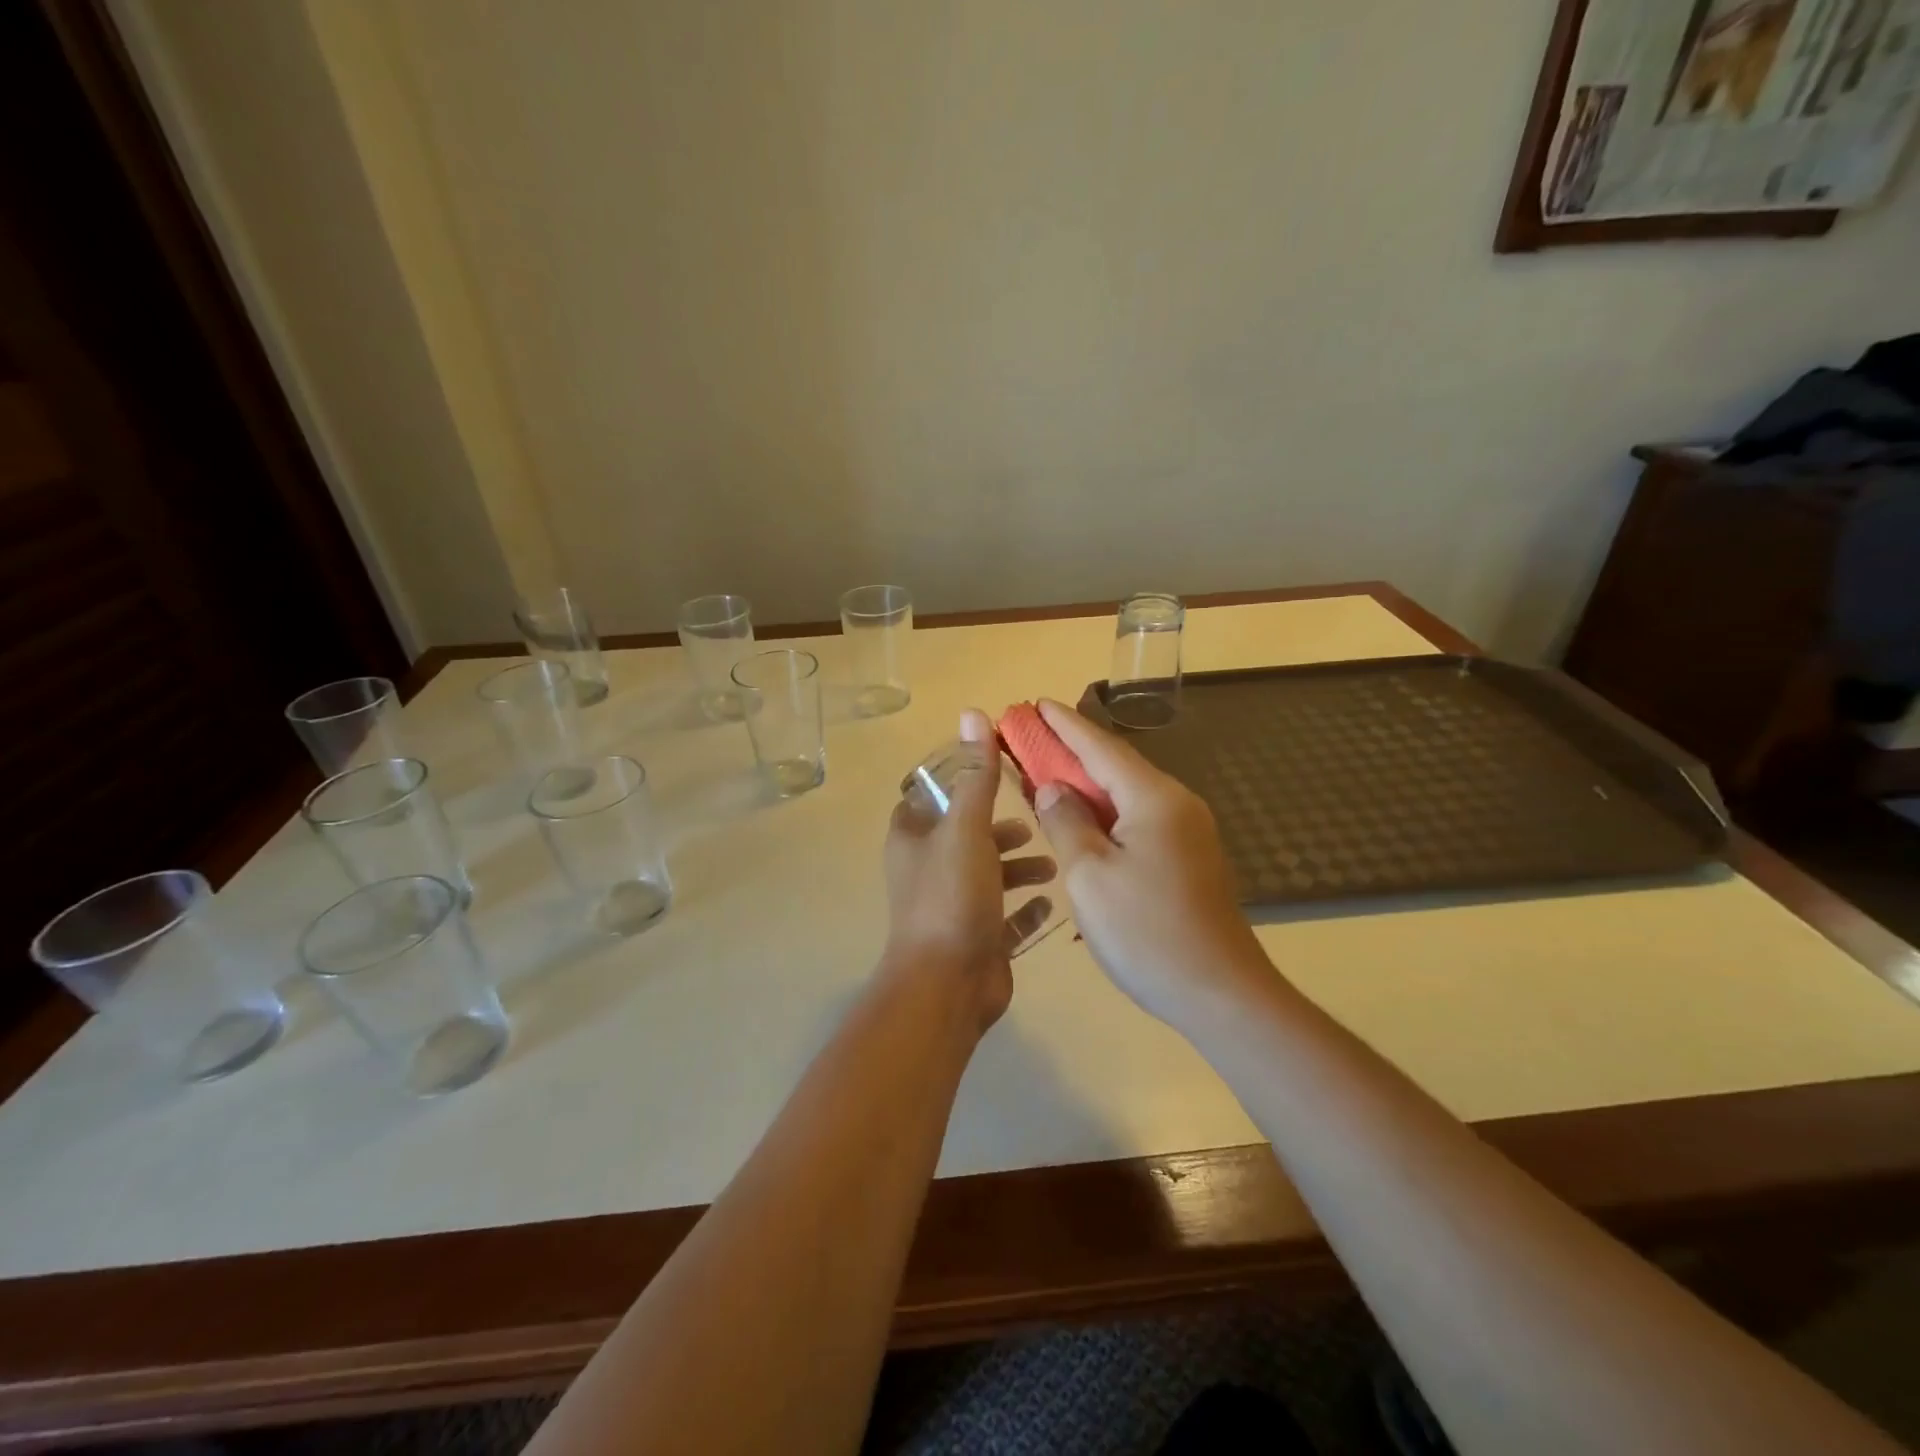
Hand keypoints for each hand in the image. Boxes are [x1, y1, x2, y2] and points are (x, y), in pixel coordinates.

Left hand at [881, 710, 1055, 1033]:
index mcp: (913, 837)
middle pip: (966, 834)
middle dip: (1001, 826)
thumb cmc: (952, 896)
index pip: (931, 794)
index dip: (961, 779)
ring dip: (1018, 865)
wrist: (947, 985)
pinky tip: (1051, 900)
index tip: (1001, 770)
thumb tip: (972, 713)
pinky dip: (1025, 907)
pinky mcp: (976, 937)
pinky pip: (1005, 916)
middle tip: (1036, 819)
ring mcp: (951, 905)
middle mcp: (927, 868)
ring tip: (1052, 861)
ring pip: (988, 874)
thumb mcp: (966, 828)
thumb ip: (975, 774)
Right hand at [1031, 699, 1270, 1026]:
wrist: (1221, 994)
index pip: (1100, 747)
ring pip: (1127, 795)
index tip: (1036, 704)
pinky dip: (1105, 813)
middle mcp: (1176, 804)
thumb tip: (1052, 788)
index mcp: (1154, 798)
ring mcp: (1188, 833)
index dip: (1065, 725)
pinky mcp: (1188, 859)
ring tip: (1047, 777)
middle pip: (1116, 766)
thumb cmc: (1147, 932)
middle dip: (1072, 751)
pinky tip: (1082, 824)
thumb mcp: (1090, 875)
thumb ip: (1066, 822)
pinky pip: (1138, 820)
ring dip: (1087, 784)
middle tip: (1030, 738)